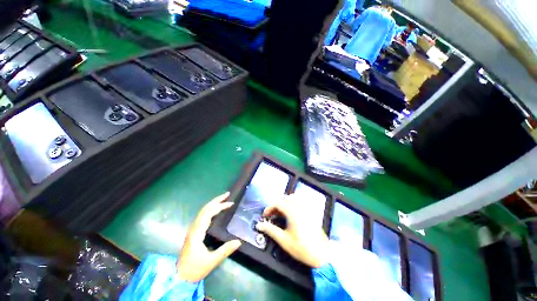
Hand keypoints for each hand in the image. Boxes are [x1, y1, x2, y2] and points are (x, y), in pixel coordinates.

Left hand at [177, 192, 241, 281]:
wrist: (179, 277)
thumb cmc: (194, 269)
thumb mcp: (211, 261)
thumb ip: (225, 250)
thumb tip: (239, 241)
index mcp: (197, 232)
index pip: (208, 213)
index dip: (220, 206)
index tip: (230, 203)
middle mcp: (194, 228)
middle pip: (205, 209)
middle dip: (216, 200)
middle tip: (227, 194)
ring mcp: (193, 229)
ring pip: (203, 211)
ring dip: (213, 203)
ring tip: (223, 199)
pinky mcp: (194, 232)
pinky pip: (202, 216)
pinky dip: (210, 209)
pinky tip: (216, 210)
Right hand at [255, 194, 328, 267]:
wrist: (322, 255)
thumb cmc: (301, 248)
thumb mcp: (283, 240)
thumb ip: (270, 230)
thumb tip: (258, 225)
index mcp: (292, 212)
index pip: (278, 203)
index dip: (269, 208)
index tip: (265, 216)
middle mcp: (299, 207)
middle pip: (285, 199)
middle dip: (277, 205)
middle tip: (273, 215)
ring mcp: (306, 208)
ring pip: (294, 198)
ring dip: (285, 202)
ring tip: (281, 213)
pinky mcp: (311, 212)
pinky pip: (301, 202)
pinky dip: (294, 203)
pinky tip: (292, 213)